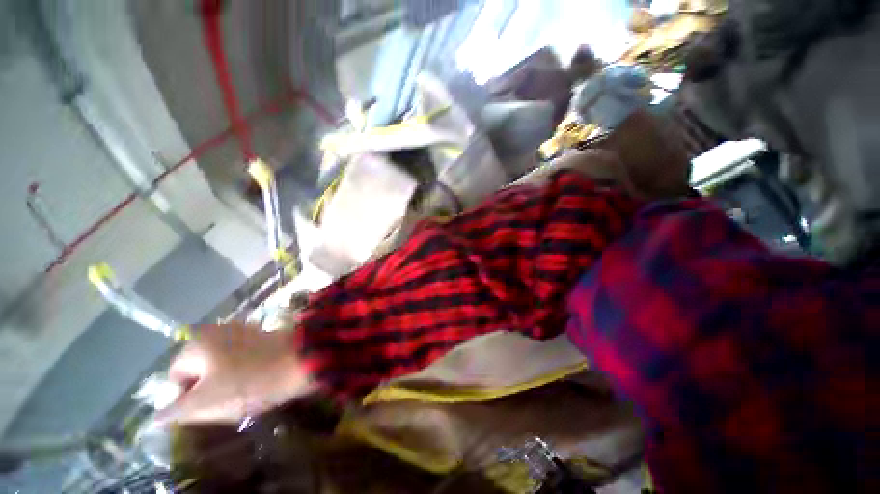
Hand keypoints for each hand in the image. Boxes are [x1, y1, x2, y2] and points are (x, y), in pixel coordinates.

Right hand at [156, 323, 313, 424]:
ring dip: (228, 382)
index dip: (187, 397)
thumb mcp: (205, 402)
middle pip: (200, 370)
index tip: (209, 406)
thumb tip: (156, 417)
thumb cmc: (250, 381)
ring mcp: (243, 331)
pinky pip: (243, 359)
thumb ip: (175, 410)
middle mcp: (217, 330)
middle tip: (228, 401)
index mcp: (197, 342)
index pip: (176, 376)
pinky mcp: (263, 336)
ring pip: (222, 366)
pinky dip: (245, 372)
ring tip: (246, 391)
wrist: (302, 360)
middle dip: (209, 390)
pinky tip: (258, 379)